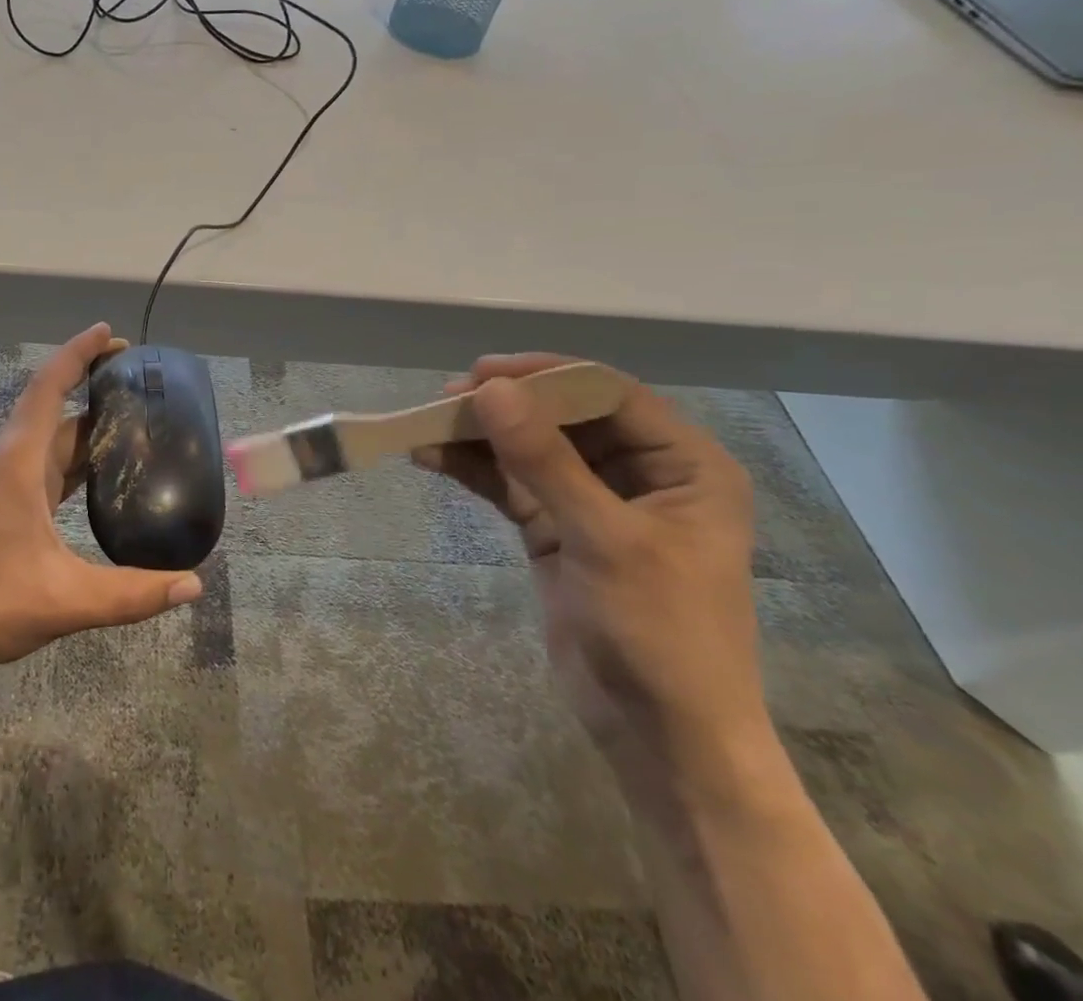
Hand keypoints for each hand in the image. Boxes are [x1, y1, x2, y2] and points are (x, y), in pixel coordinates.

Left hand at [0, 323, 203, 672]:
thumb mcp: (65, 600)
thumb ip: (131, 593)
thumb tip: (193, 584)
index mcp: (20, 462)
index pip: (49, 388)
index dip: (78, 353)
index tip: (109, 333)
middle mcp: (12, 461)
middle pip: (53, 406)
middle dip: (91, 383)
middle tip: (138, 377)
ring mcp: (5, 483)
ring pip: (50, 437)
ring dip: (85, 422)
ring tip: (131, 418)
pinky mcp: (4, 504)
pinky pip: (47, 464)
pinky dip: (75, 456)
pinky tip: (101, 473)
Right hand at [414, 354, 769, 792]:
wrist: (659, 736)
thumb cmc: (661, 633)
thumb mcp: (605, 539)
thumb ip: (545, 460)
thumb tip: (491, 390)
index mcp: (683, 465)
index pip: (609, 394)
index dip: (547, 376)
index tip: (484, 372)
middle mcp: (640, 473)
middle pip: (563, 417)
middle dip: (506, 406)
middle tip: (446, 398)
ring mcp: (593, 501)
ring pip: (530, 448)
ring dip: (481, 437)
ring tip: (426, 425)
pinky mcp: (556, 529)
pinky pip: (511, 484)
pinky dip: (474, 470)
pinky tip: (432, 458)